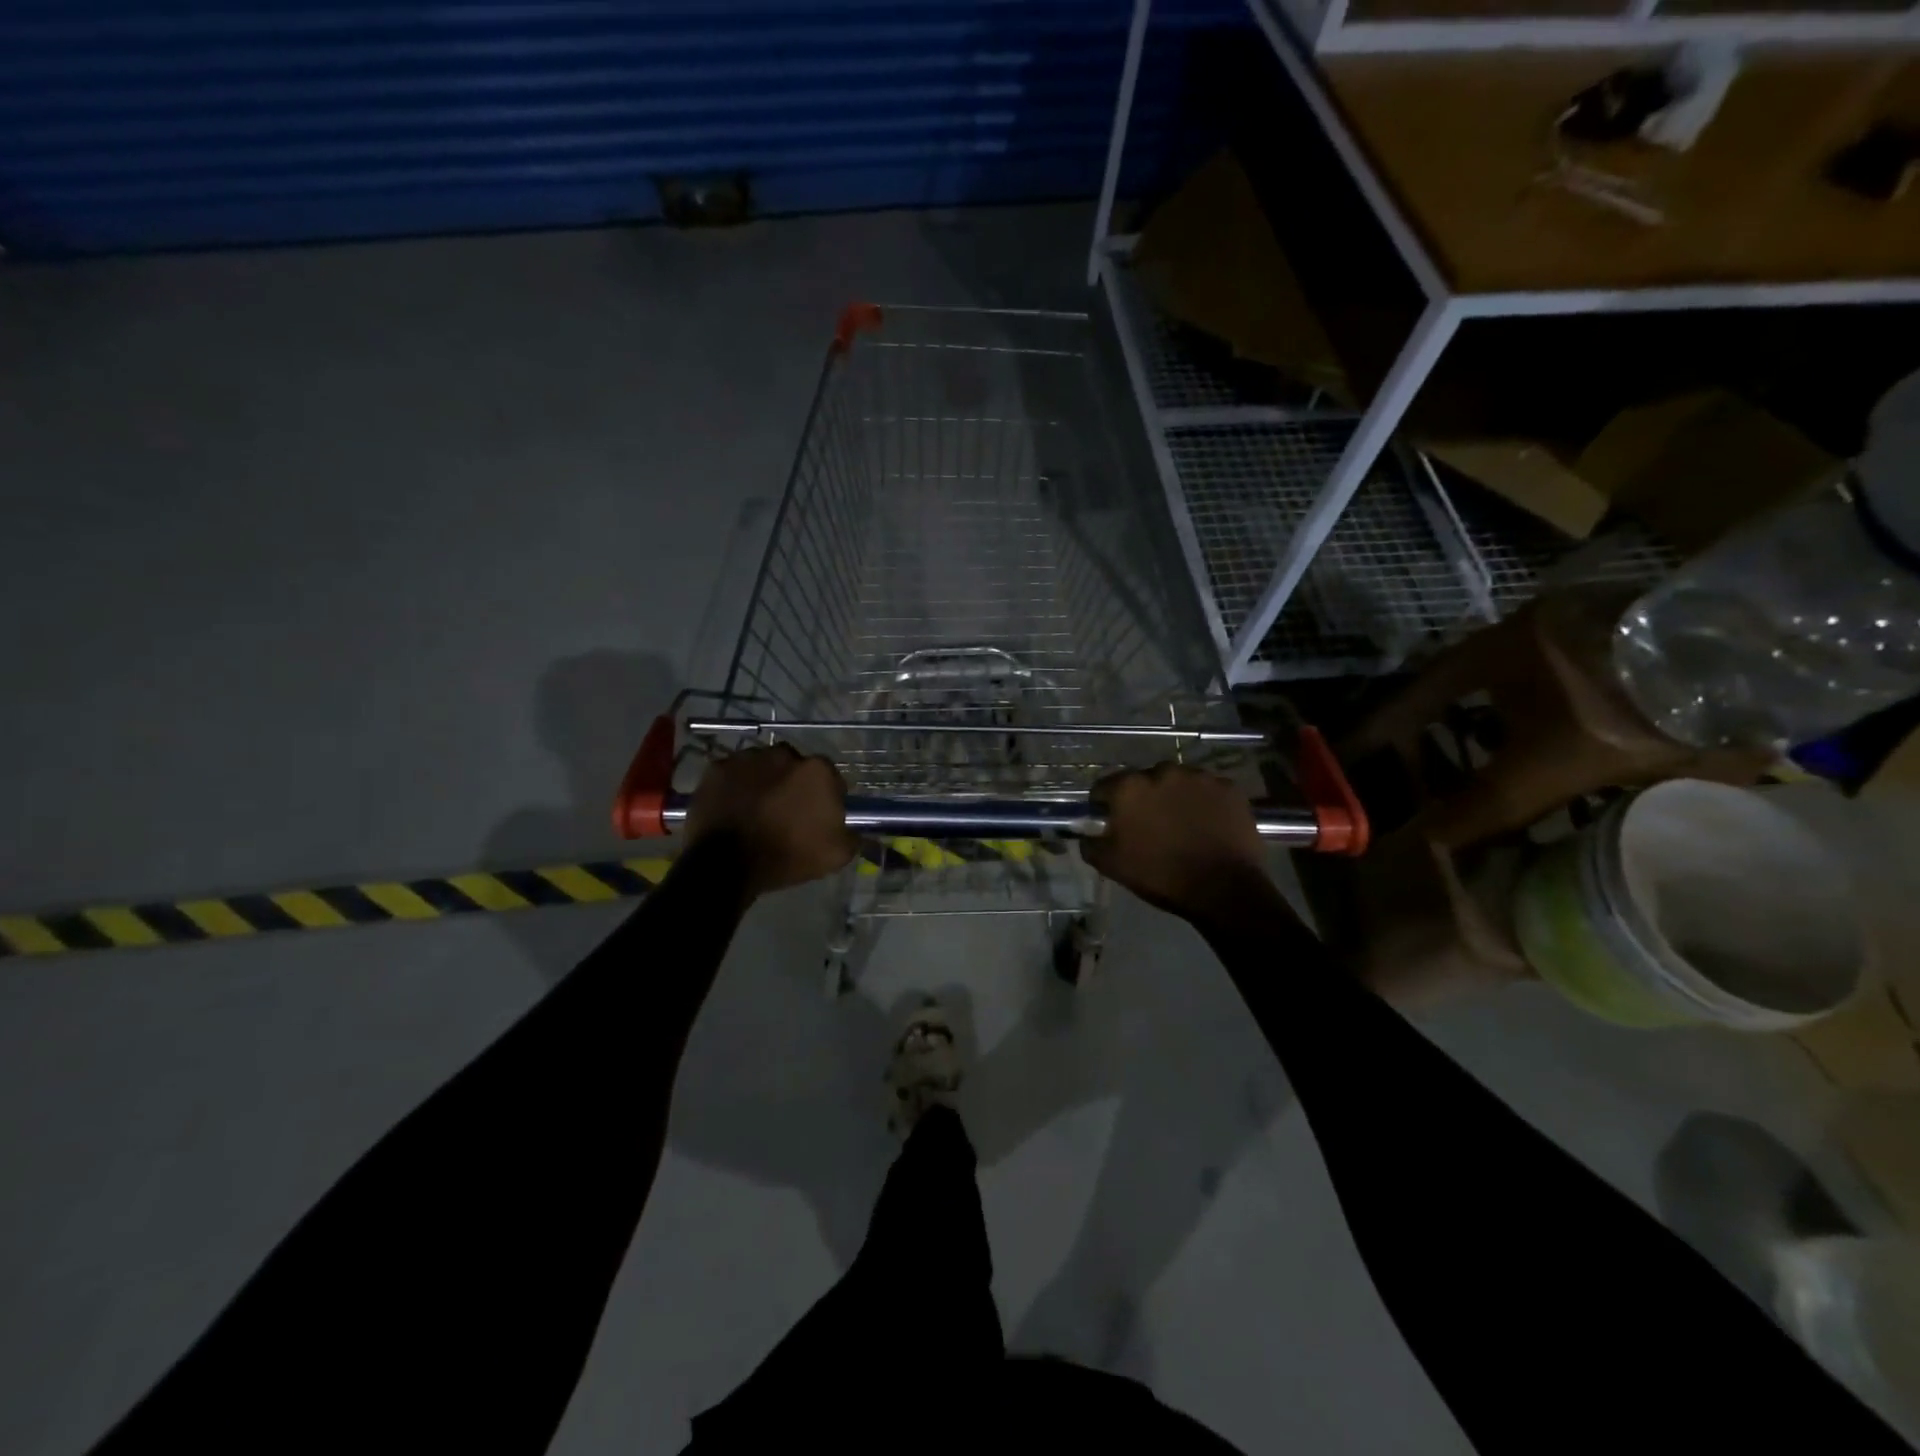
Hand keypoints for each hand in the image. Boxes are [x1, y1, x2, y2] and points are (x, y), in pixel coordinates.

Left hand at [685, 745, 856, 898]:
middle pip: (795, 767)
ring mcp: (747, 758)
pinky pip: (734, 773)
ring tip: (757, 809)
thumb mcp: (835, 855)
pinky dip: (737, 786)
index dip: (826, 797)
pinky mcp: (718, 768)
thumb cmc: (786, 856)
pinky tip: (734, 807)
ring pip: (763, 766)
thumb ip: (853, 836)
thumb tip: (856, 830)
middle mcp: (784, 754)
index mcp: (817, 771)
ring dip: (765, 782)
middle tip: (786, 812)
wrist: (726, 865)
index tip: (819, 816)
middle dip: (794, 784)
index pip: (830, 778)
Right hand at [1082, 762, 1269, 918]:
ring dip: (1174, 797)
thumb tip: (1087, 834)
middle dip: (1143, 798)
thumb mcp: (1112, 866)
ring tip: (1182, 824)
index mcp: (1129, 788)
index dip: (1104, 804)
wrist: (1224, 890)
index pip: (1105, 786)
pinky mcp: (1228, 787)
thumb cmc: (1161, 876)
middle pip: (1144, 780)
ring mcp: (1199, 777)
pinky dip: (1204, 802)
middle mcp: (1162, 771)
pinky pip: (1207, 790)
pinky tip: (1207, 825)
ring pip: (1178, 782)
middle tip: (1150, 825)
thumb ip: (1091, 844)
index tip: (1111, 821)